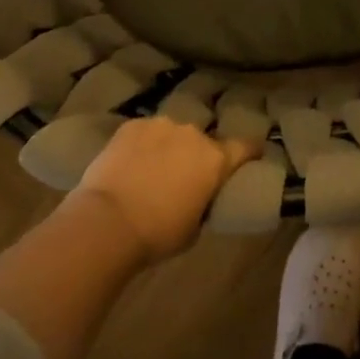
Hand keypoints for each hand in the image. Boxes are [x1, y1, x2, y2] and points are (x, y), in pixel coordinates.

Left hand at [70, 117, 256, 262]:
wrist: (108, 221)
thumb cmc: (158, 233)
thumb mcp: (195, 227)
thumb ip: (204, 202)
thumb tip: (198, 196)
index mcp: (215, 159)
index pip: (245, 147)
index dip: (250, 152)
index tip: (251, 155)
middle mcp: (192, 134)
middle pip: (203, 141)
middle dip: (197, 155)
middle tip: (185, 176)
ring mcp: (160, 125)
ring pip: (172, 134)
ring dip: (168, 147)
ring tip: (152, 169)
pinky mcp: (132, 125)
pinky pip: (145, 133)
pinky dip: (142, 145)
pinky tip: (130, 163)